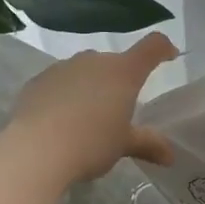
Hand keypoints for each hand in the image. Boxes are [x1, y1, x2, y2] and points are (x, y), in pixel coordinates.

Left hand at [5, 32, 177, 185]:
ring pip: (85, 71)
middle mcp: (94, 61)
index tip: (169, 56)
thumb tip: (170, 156)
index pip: (152, 47)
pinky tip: (59, 120)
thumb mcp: (123, 145)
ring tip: (86, 117)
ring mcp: (63, 67)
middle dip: (120, 80)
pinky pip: (59, 82)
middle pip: (115, 62)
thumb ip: (148, 144)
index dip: (163, 49)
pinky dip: (65, 94)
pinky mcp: (37, 80)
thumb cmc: (90, 143)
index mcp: (123, 72)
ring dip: (91, 86)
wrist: (35, 150)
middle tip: (119, 109)